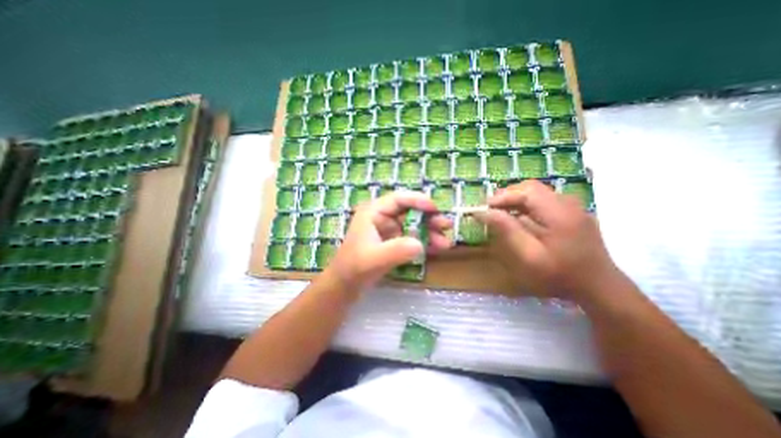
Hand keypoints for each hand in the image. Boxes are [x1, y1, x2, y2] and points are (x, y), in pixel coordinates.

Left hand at [327, 190, 455, 290]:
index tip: (436, 209)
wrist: (345, 286)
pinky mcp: (392, 242)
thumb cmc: (355, 268)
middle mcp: (382, 217)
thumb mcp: (375, 259)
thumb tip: (420, 244)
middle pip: (409, 211)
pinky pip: (411, 237)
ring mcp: (387, 230)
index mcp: (373, 212)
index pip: (399, 199)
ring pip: (412, 225)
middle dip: (429, 218)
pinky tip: (436, 248)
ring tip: (446, 243)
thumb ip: (396, 250)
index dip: (418, 201)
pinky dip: (423, 242)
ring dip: (429, 232)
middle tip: (447, 225)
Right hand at [479, 180, 619, 302]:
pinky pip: (543, 200)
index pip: (526, 191)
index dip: (502, 197)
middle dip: (507, 196)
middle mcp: (567, 203)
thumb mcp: (529, 255)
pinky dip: (526, 204)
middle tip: (491, 210)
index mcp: (559, 212)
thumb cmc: (560, 274)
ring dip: (515, 199)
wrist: (598, 287)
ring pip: (537, 192)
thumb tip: (484, 213)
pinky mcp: (571, 212)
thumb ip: (507, 230)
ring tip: (500, 213)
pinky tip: (519, 217)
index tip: (484, 209)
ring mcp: (572, 206)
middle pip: (531, 188)